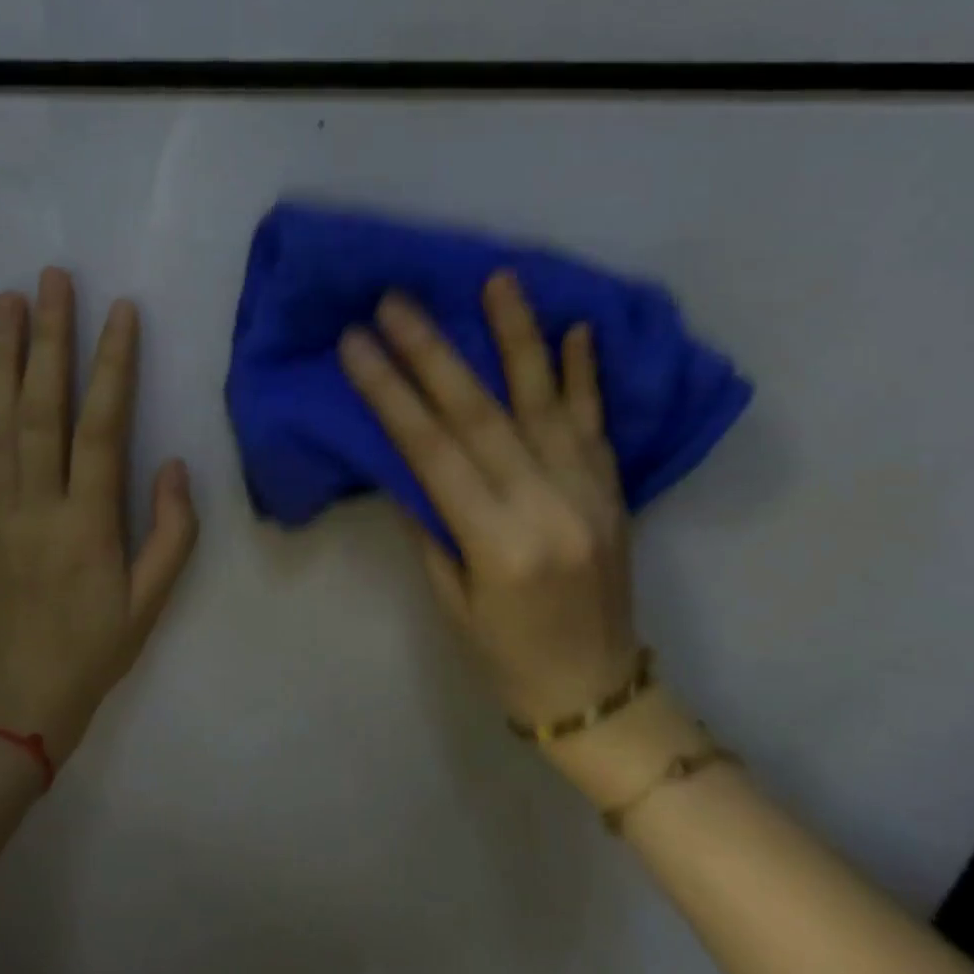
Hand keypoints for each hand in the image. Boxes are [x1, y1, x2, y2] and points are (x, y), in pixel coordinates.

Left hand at [0, 269, 197, 763]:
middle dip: (48, 338)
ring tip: (7, 301)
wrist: (18, 697)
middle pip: (40, 408)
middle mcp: (35, 505)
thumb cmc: (96, 648)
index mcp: (86, 524)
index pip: (100, 428)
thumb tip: (174, 463)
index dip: (111, 366)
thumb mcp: (153, 600)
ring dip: (3, 355)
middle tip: (51, 280)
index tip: (120, 312)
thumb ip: (171, 530)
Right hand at [339, 272, 639, 725]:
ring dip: (518, 337)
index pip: (432, 450)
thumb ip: (429, 519)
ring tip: (498, 280)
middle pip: (481, 415)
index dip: (390, 392)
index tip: (357, 342)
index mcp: (498, 544)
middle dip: (433, 352)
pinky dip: (585, 374)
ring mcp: (590, 495)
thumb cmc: (504, 655)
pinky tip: (577, 328)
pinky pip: (598, 424)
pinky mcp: (615, 492)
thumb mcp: (449, 597)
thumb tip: (402, 454)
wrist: (598, 693)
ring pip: (546, 402)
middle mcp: (547, 508)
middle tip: (397, 301)